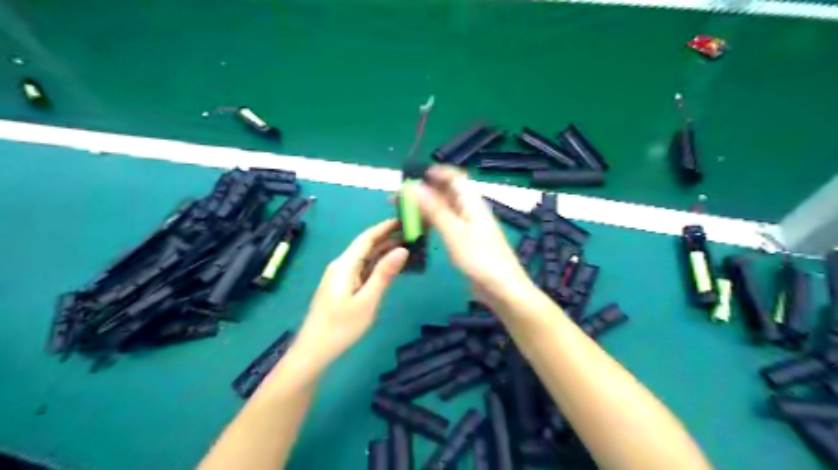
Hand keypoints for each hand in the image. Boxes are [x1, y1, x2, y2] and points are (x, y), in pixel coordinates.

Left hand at [298, 218, 408, 365]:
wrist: (313, 350)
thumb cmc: (341, 326)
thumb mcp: (367, 301)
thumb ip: (384, 274)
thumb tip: (402, 250)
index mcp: (345, 265)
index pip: (366, 238)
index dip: (385, 227)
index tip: (404, 220)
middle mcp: (341, 265)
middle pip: (365, 246)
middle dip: (387, 238)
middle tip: (411, 234)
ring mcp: (340, 277)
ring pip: (364, 258)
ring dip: (383, 252)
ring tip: (406, 247)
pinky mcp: (340, 287)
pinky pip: (361, 269)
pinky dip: (376, 265)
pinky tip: (389, 268)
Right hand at [417, 167, 533, 306]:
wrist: (502, 289)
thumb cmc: (480, 259)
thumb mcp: (455, 233)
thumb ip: (435, 210)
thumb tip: (415, 187)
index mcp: (472, 204)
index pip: (456, 178)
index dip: (438, 173)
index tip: (415, 175)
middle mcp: (470, 211)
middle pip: (447, 194)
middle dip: (425, 191)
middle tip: (400, 197)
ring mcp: (468, 227)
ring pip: (444, 210)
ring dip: (426, 208)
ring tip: (403, 212)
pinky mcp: (464, 242)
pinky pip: (445, 225)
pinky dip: (431, 223)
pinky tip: (418, 228)